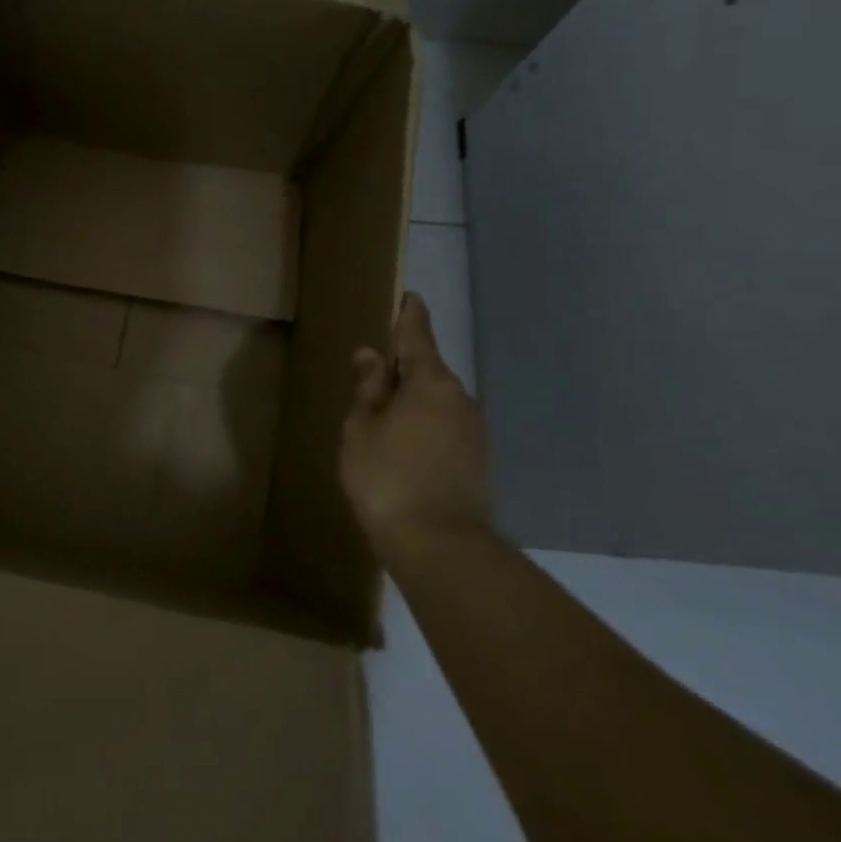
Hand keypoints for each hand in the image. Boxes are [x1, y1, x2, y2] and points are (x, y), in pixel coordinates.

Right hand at [340, 292, 490, 555]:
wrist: (440, 545)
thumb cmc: (387, 476)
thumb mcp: (362, 428)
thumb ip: (368, 388)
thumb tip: (372, 355)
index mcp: (430, 382)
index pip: (418, 336)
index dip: (410, 316)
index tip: (411, 296)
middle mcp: (460, 398)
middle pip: (428, 371)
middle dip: (404, 368)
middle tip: (375, 375)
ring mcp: (474, 430)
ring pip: (438, 402)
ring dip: (413, 402)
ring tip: (384, 419)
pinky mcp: (479, 460)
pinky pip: (446, 427)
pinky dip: (425, 426)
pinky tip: (405, 448)